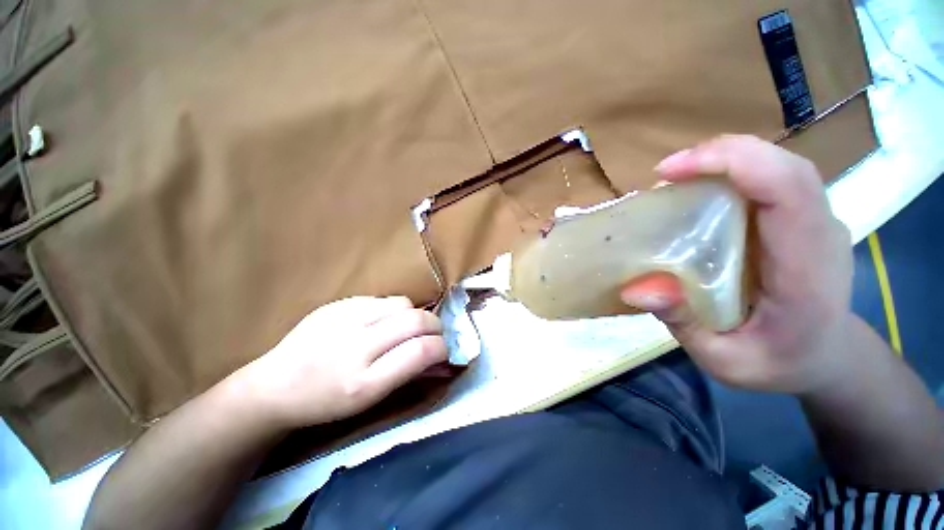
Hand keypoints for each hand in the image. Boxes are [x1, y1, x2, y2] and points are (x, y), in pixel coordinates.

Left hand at [230, 296, 447, 429]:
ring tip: (405, 328)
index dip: (442, 347)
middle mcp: (354, 347)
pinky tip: (380, 322)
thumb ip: (411, 375)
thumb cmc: (327, 403)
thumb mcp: (371, 400)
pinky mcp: (336, 304)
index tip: (444, 350)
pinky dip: (392, 310)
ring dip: (414, 315)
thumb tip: (444, 359)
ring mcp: (343, 319)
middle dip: (436, 326)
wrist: (274, 387)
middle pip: (416, 320)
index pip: (421, 351)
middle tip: (434, 335)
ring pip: (402, 303)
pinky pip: (381, 299)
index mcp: (363, 383)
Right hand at [621, 135, 854, 394]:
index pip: (788, 189)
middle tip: (666, 172)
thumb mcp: (724, 360)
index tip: (669, 172)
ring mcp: (817, 222)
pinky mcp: (803, 219)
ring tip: (677, 179)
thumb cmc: (778, 364)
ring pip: (780, 167)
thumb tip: (635, 288)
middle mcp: (821, 234)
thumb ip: (683, 323)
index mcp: (808, 270)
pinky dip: (735, 173)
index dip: (731, 163)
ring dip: (726, 161)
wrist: (826, 358)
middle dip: (722, 155)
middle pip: (785, 166)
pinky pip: (773, 180)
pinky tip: (701, 190)